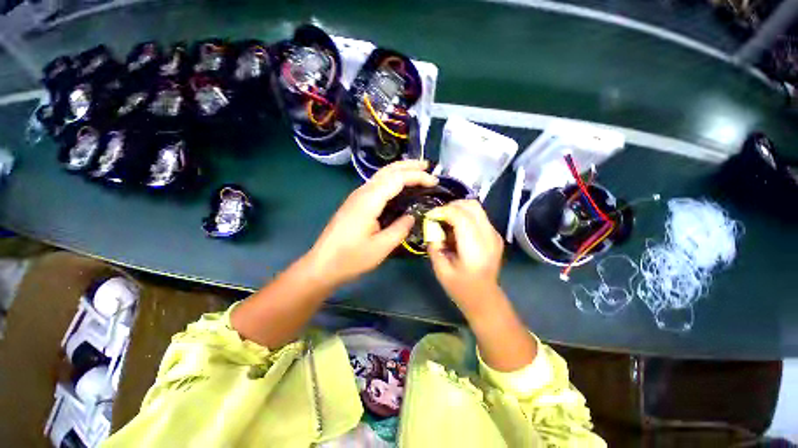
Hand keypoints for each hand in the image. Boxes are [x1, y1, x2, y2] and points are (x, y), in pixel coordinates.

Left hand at [305, 160, 437, 287]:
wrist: (323, 264)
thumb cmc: (351, 258)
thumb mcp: (382, 247)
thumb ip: (401, 228)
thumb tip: (413, 215)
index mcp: (369, 200)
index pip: (397, 178)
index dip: (417, 177)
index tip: (434, 181)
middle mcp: (362, 192)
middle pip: (388, 170)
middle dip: (409, 165)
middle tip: (428, 166)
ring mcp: (357, 196)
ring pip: (381, 174)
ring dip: (400, 170)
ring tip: (417, 171)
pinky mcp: (355, 202)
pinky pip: (377, 183)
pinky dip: (392, 179)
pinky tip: (399, 185)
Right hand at [426, 200, 504, 317]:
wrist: (485, 298)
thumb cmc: (461, 288)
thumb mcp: (441, 270)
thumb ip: (434, 246)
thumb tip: (431, 227)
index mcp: (475, 248)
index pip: (460, 216)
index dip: (443, 211)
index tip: (429, 216)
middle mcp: (488, 236)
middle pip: (471, 205)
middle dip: (451, 206)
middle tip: (438, 216)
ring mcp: (494, 234)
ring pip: (476, 207)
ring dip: (458, 209)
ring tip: (446, 222)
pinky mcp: (494, 234)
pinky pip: (478, 216)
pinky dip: (464, 216)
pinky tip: (456, 229)